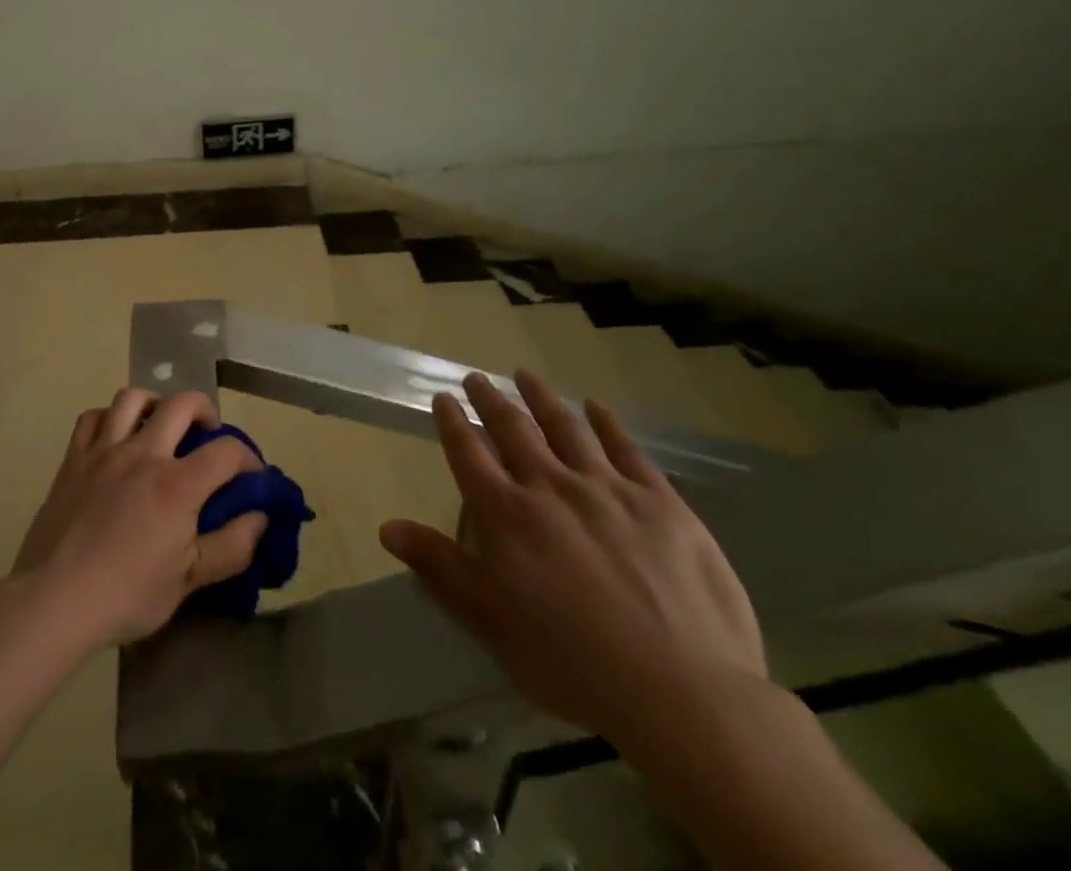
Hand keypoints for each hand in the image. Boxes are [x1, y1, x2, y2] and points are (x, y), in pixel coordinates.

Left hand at [12, 388, 268, 650]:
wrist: (55, 599)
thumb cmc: (127, 595)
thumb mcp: (188, 582)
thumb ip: (231, 547)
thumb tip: (260, 517)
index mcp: (177, 485)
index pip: (226, 451)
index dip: (248, 458)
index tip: (250, 475)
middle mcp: (143, 454)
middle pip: (182, 404)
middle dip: (205, 411)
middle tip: (207, 434)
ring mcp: (104, 451)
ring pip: (133, 398)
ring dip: (155, 404)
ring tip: (160, 425)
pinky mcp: (74, 458)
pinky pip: (92, 418)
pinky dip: (109, 418)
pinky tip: (116, 437)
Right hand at [380, 371, 766, 746]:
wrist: (683, 694)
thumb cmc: (571, 663)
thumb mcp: (490, 622)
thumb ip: (439, 567)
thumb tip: (388, 527)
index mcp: (507, 513)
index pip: (468, 452)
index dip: (452, 422)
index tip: (443, 398)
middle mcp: (551, 486)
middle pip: (513, 429)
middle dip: (491, 400)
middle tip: (478, 378)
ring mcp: (608, 489)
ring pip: (566, 427)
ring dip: (542, 397)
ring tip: (526, 376)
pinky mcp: (661, 502)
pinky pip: (626, 449)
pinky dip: (606, 423)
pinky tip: (596, 407)